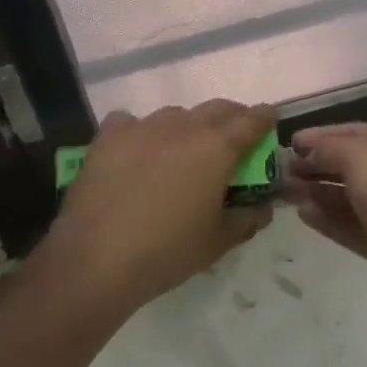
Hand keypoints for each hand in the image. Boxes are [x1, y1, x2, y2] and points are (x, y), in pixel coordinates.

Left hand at [36, 101, 276, 313]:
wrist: (97, 258)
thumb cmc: (168, 251)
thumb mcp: (218, 242)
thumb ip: (248, 219)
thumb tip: (264, 208)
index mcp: (217, 148)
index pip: (252, 120)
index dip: (265, 118)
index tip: (270, 119)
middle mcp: (184, 126)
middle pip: (217, 108)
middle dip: (232, 117)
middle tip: (234, 138)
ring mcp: (143, 126)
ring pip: (176, 114)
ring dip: (187, 126)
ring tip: (182, 151)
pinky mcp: (109, 135)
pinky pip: (131, 122)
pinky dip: (140, 132)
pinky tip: (135, 153)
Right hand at [285, 122, 366, 313]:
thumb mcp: (359, 157)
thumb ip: (329, 148)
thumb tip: (309, 150)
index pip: (355, 132)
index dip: (321, 135)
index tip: (289, 143)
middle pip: (351, 164)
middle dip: (316, 165)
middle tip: (282, 171)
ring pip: (349, 197)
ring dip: (318, 192)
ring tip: (286, 193)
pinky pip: (352, 226)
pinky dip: (328, 219)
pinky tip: (303, 215)